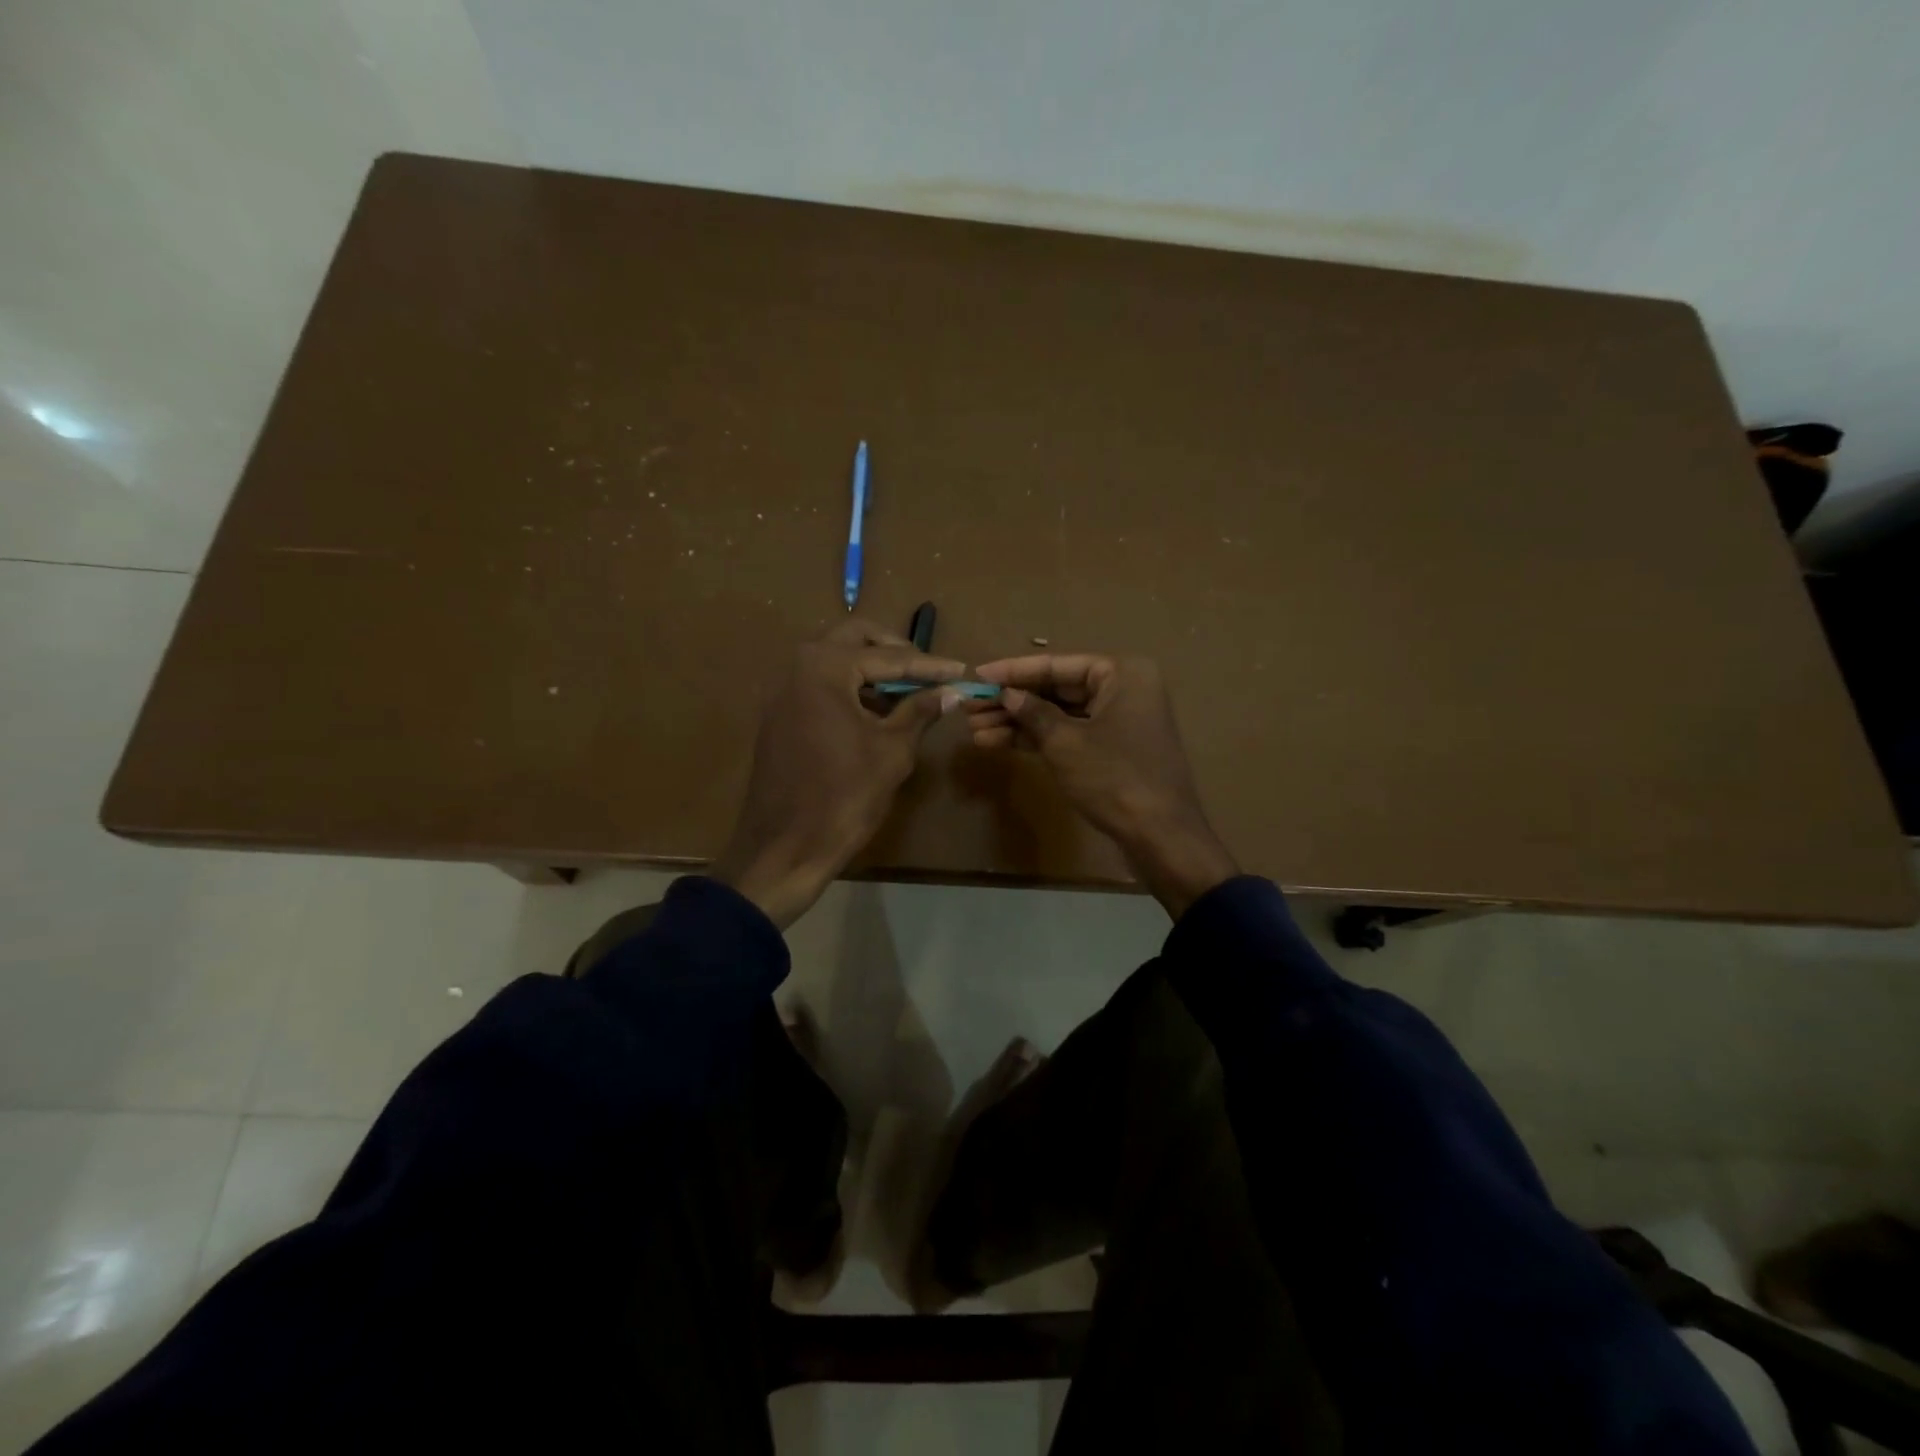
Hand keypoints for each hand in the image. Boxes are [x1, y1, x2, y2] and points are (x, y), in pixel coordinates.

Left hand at [712, 621, 965, 927]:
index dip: (930, 666)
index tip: (962, 669)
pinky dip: (852, 688)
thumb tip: (952, 691)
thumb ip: (921, 711)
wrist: (784, 847)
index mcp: (825, 667)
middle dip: (896, 651)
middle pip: (855, 638)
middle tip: (929, 672)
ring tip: (910, 693)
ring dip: (872, 669)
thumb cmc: (844, 796)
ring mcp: (784, 690)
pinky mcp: (780, 714)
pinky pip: (821, 685)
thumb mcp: (893, 750)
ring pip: (836, 659)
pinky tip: (879, 712)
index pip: (889, 656)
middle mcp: (798, 666)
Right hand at [966, 654, 1238, 916]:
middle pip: (1057, 688)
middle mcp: (1123, 689)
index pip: (1056, 664)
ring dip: (1018, 721)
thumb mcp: (1065, 743)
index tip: (977, 674)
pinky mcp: (1112, 750)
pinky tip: (998, 742)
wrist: (1161, 836)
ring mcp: (1119, 721)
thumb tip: (1006, 695)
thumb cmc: (1114, 778)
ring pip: (1060, 714)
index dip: (1013, 671)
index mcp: (1122, 673)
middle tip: (970, 706)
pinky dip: (1037, 739)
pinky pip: (1069, 735)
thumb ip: (1032, 713)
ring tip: (975, 728)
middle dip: (1012, 700)